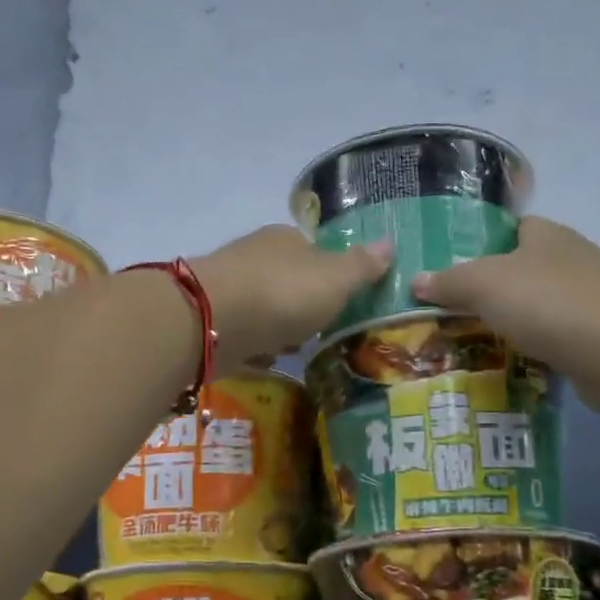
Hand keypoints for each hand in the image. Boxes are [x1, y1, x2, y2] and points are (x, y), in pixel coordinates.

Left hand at [194, 226, 391, 373]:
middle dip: (304, 303)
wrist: (209, 321)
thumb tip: (390, 243)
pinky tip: (267, 360)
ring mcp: (231, 289)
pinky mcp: (212, 320)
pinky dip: (256, 345)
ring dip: (280, 326)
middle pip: (288, 279)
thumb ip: (362, 266)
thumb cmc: (282, 293)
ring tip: (299, 349)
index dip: (332, 271)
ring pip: (265, 306)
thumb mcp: (335, 279)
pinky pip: (244, 332)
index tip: (345, 298)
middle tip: (324, 328)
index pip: (314, 249)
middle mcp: (255, 257)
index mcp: (286, 239)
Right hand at [412, 216, 599, 408]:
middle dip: (491, 291)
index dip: (482, 245)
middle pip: (522, 270)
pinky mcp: (597, 337)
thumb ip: (448, 281)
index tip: (451, 272)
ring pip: (538, 307)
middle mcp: (570, 260)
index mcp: (546, 235)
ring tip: (470, 343)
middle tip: (449, 314)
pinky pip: (554, 338)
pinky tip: (509, 365)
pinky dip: (533, 350)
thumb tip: (416, 280)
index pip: (511, 229)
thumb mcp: (484, 284)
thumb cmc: (548, 302)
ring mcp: (588, 299)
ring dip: (512, 323)